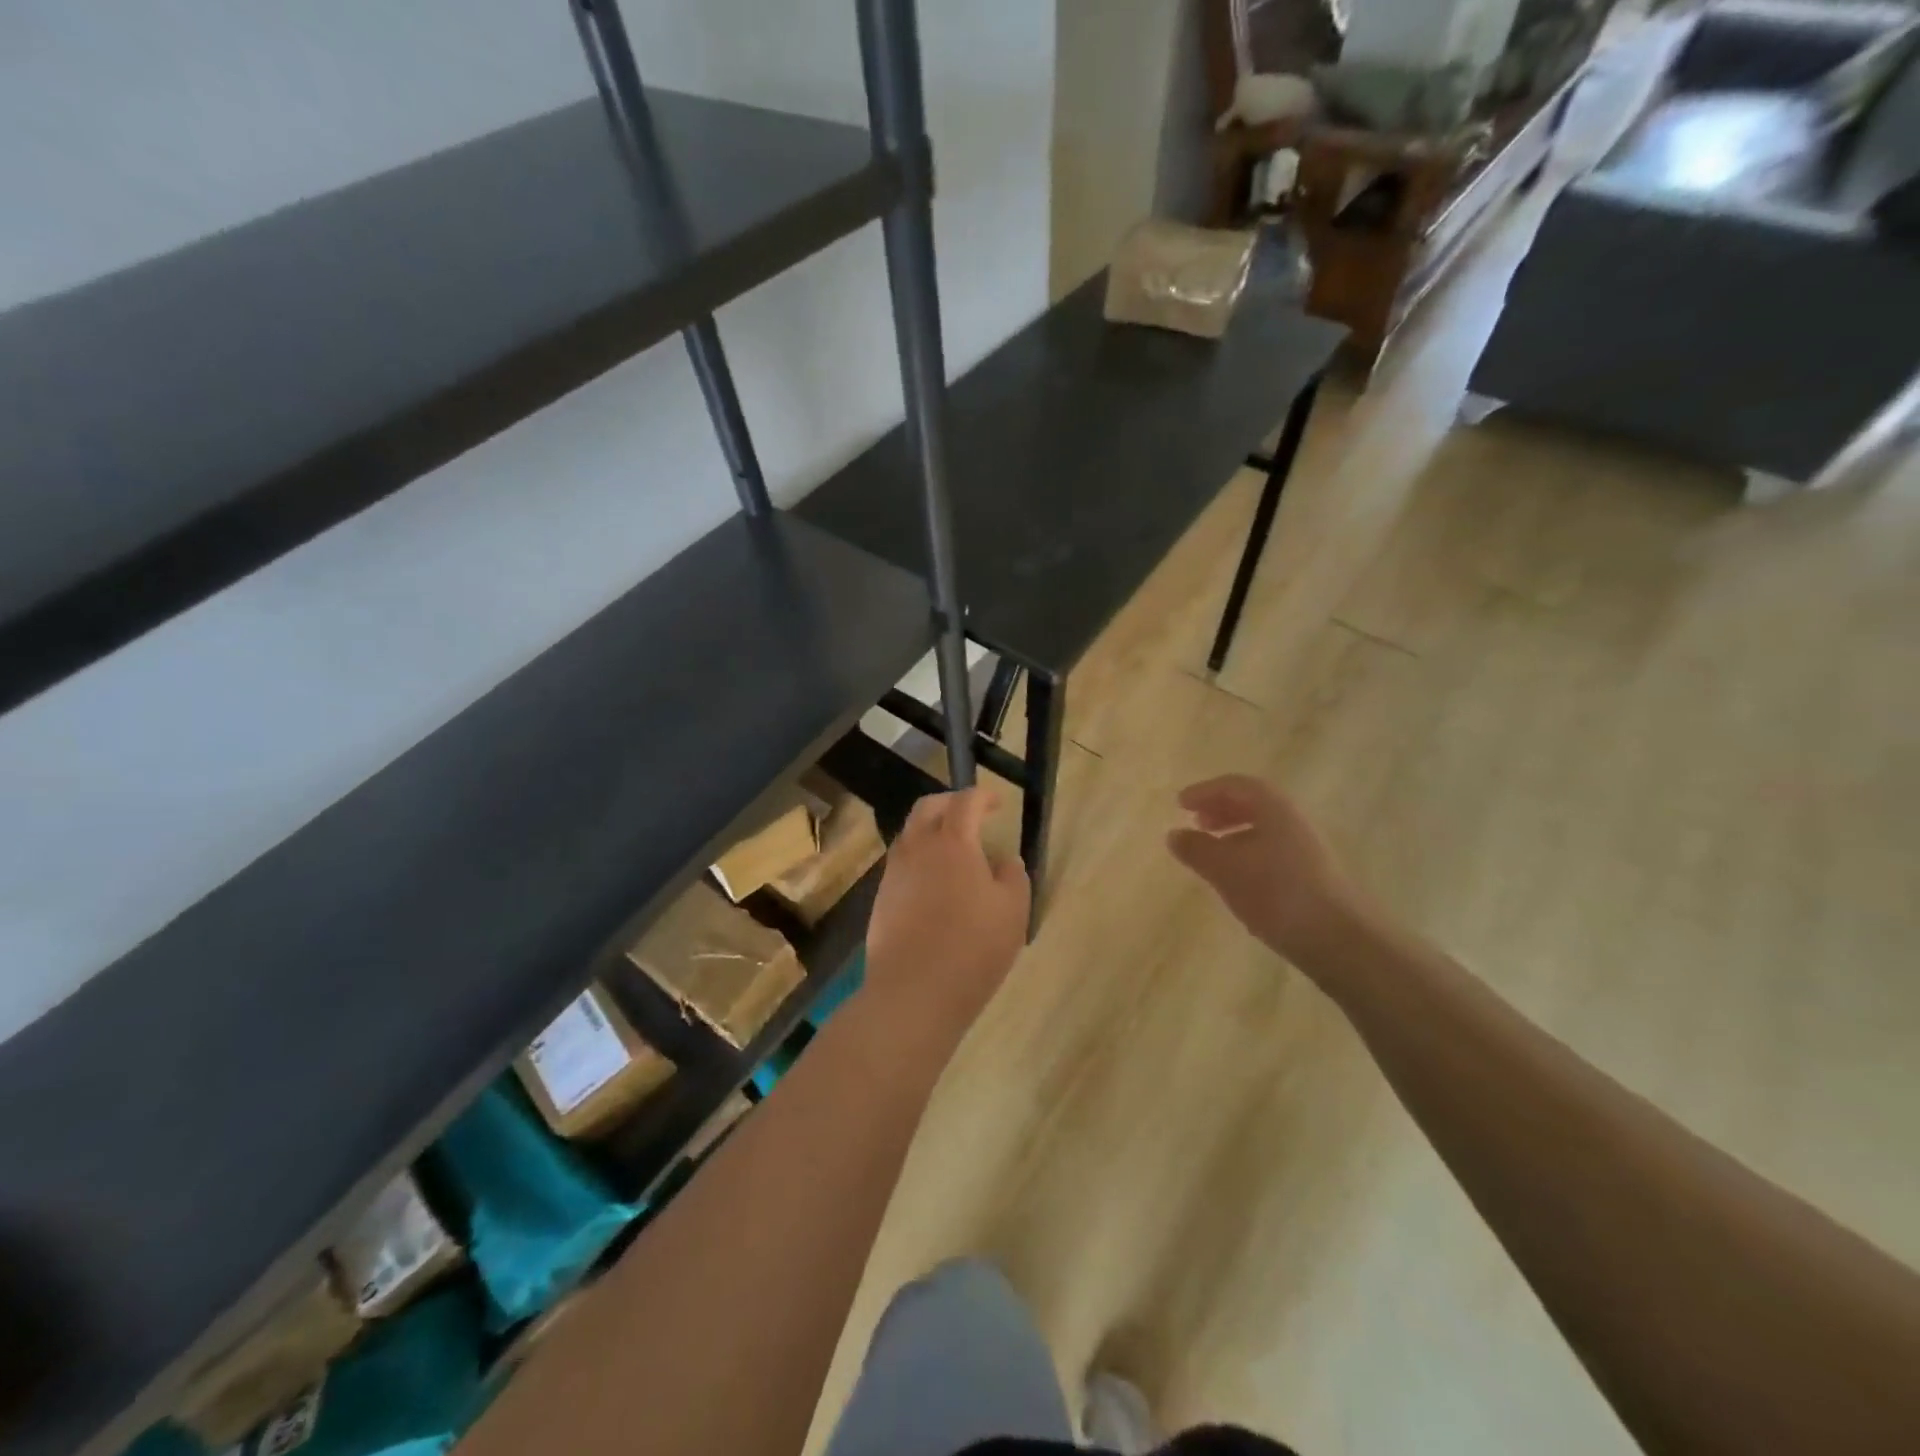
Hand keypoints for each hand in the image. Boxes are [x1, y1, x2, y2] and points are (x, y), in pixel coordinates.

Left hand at [864, 787, 1030, 1039]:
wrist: (912, 992)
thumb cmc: (972, 948)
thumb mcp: (1013, 911)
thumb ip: (1013, 877)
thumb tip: (1004, 861)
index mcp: (952, 842)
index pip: (965, 802)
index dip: (982, 796)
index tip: (997, 802)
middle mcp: (917, 848)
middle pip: (927, 808)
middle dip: (950, 803)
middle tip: (971, 814)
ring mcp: (894, 873)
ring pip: (910, 835)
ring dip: (931, 831)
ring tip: (954, 849)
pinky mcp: (881, 899)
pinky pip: (901, 864)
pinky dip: (920, 859)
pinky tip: (935, 884)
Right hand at [1167, 774, 1357, 965]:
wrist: (1340, 940)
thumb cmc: (1278, 893)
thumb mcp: (1226, 869)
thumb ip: (1197, 849)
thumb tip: (1174, 834)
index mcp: (1275, 809)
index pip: (1237, 785)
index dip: (1206, 790)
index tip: (1180, 803)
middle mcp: (1293, 822)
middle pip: (1254, 804)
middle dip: (1221, 810)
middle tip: (1196, 822)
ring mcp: (1307, 850)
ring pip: (1264, 829)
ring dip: (1234, 833)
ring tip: (1212, 852)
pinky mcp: (1312, 877)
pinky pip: (1272, 851)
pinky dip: (1247, 854)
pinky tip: (1237, 879)